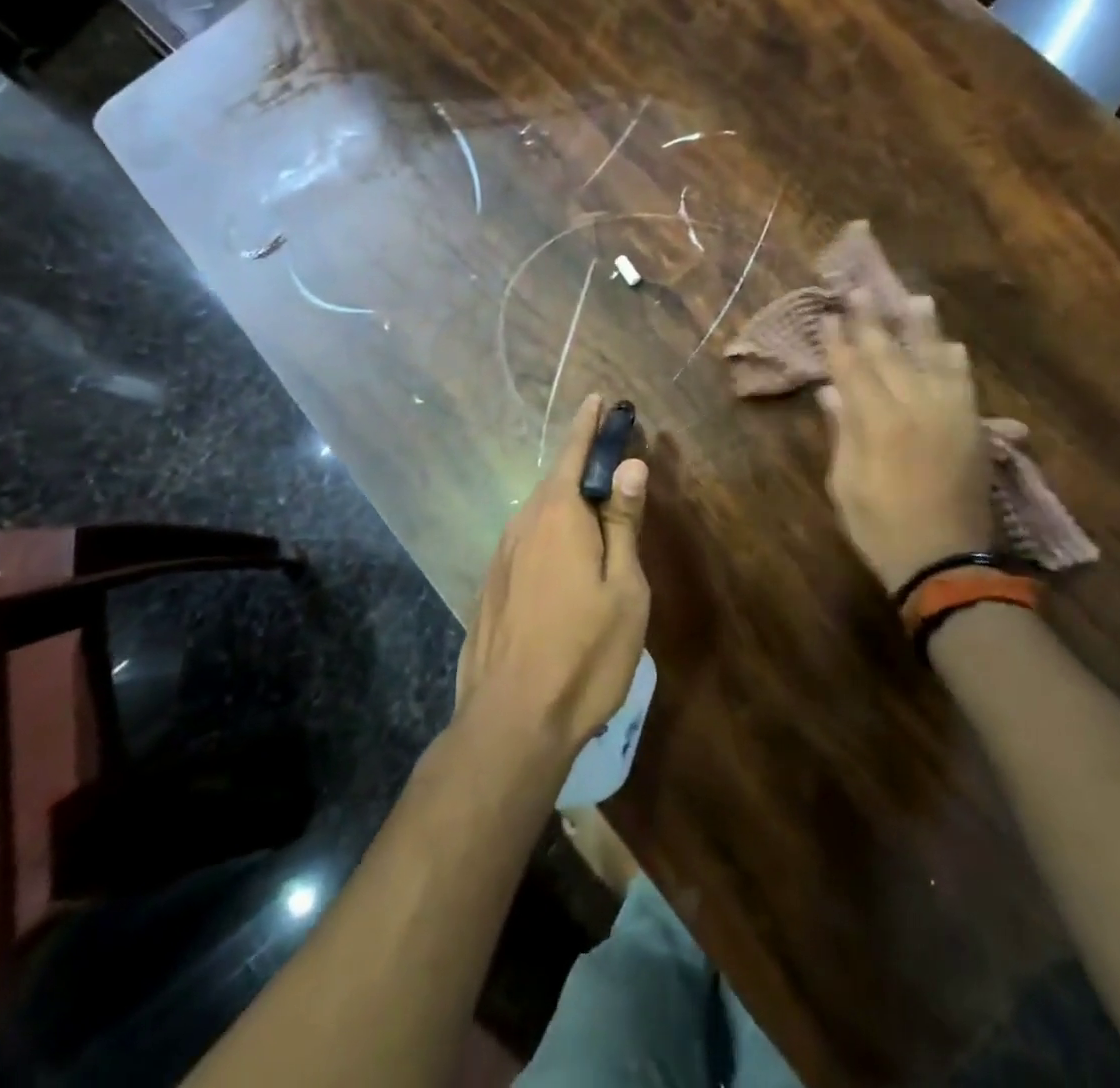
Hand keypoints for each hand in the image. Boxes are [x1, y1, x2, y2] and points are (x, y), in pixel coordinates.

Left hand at [456, 394, 650, 761]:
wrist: (512, 720)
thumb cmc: (585, 651)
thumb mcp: (623, 587)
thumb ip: (622, 522)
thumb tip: (629, 465)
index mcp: (558, 515)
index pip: (574, 453)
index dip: (589, 424)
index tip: (599, 399)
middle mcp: (522, 524)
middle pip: (556, 482)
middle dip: (582, 466)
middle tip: (612, 465)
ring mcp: (501, 555)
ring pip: (539, 514)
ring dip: (566, 504)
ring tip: (594, 514)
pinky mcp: (491, 585)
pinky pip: (526, 542)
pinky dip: (549, 534)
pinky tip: (564, 562)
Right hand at [817, 293, 994, 591]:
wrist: (944, 562)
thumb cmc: (880, 527)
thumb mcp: (845, 483)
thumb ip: (842, 433)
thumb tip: (830, 393)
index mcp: (878, 423)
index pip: (853, 369)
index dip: (839, 342)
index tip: (829, 316)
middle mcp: (917, 407)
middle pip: (891, 355)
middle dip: (873, 322)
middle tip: (862, 290)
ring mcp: (950, 415)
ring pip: (934, 360)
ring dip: (921, 330)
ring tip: (915, 300)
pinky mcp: (973, 428)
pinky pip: (964, 384)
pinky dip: (954, 362)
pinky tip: (950, 346)